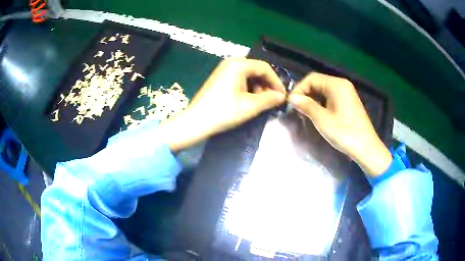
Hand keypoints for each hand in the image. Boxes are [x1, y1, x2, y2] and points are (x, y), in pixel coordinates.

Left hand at [160, 58, 285, 151]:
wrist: (196, 122)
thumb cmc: (223, 112)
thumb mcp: (250, 106)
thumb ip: (269, 99)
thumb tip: (282, 96)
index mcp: (239, 64)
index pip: (265, 68)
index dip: (276, 82)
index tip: (282, 96)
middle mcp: (231, 62)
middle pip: (256, 70)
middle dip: (267, 85)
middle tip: (271, 100)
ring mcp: (223, 69)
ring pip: (248, 75)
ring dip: (258, 87)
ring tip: (260, 102)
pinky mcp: (220, 77)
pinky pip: (239, 78)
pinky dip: (248, 87)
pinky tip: (249, 99)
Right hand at [288, 72, 391, 175]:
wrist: (366, 148)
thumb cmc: (344, 133)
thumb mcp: (322, 120)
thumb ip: (306, 105)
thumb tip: (291, 98)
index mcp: (336, 85)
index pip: (311, 78)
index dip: (299, 89)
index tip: (291, 104)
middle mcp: (342, 84)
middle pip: (318, 83)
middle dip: (306, 94)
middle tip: (298, 110)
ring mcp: (347, 93)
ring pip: (324, 90)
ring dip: (313, 99)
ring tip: (306, 114)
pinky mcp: (349, 101)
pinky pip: (331, 97)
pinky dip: (322, 103)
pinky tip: (319, 115)